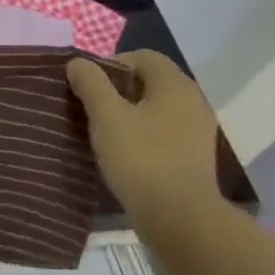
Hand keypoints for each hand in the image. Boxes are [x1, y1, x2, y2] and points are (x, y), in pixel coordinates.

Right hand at [67, 50, 222, 219]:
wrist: (180, 218)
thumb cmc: (141, 158)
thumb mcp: (106, 116)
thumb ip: (91, 84)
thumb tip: (78, 63)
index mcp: (175, 85)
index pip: (142, 56)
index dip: (111, 63)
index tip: (88, 86)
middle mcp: (192, 102)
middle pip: (150, 81)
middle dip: (117, 89)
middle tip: (90, 107)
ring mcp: (197, 131)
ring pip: (155, 108)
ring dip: (128, 113)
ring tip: (102, 131)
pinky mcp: (193, 156)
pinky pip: (163, 131)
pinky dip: (142, 133)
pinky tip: (123, 152)